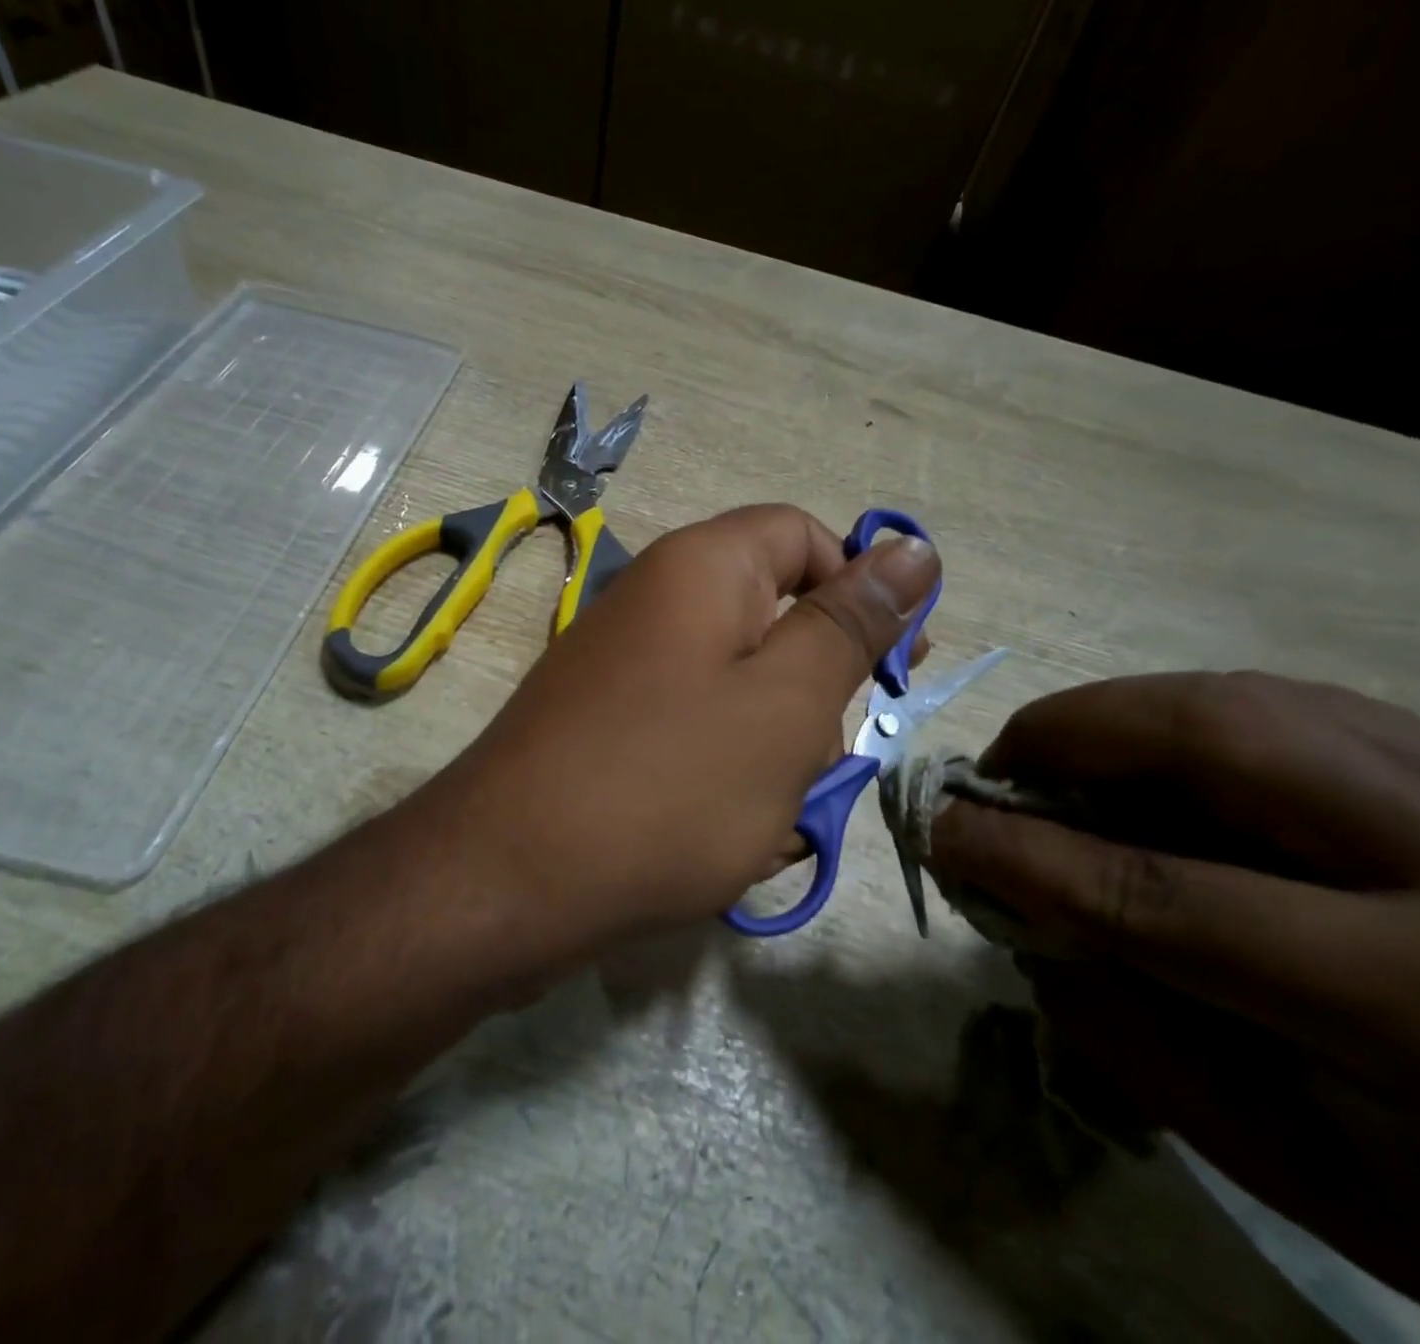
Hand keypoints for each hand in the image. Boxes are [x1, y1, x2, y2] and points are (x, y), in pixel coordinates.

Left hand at [419, 504, 938, 946]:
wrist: (507, 883)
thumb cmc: (670, 785)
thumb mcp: (787, 703)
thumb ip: (850, 624)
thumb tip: (912, 548)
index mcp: (701, 568)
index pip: (803, 535)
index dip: (859, 586)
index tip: (896, 664)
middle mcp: (656, 601)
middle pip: (771, 617)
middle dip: (815, 690)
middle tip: (824, 763)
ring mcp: (624, 667)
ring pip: (738, 689)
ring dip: (774, 749)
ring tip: (768, 818)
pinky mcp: (607, 726)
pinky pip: (692, 732)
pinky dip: (724, 777)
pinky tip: (726, 838)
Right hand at [928, 671, 1419, 1342]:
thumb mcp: (1311, 1178)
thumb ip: (1135, 1037)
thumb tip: (1020, 915)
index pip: (1155, 893)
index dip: (1018, 853)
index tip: (938, 829)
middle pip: (1211, 738)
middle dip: (1064, 735)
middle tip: (997, 774)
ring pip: (1249, 696)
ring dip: (1117, 714)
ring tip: (1059, 762)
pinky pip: (1294, 702)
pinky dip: (1185, 715)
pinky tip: (1154, 759)